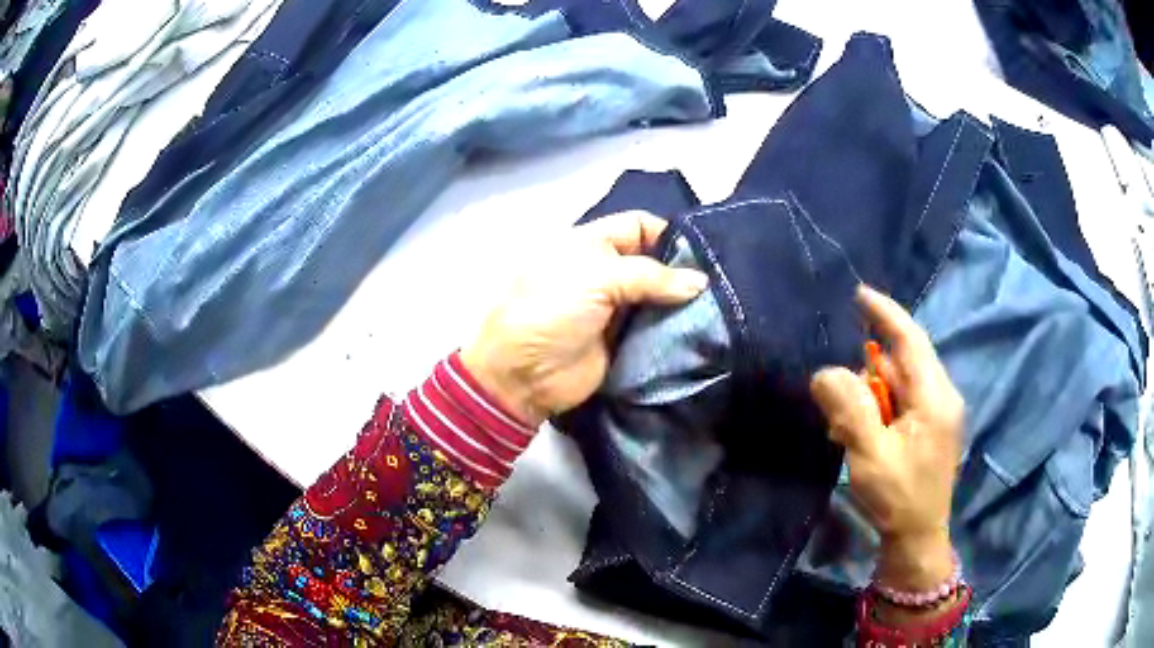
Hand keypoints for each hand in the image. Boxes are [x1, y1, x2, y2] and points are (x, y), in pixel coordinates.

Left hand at [461, 211, 708, 428]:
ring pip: (658, 297)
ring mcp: (615, 308)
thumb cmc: (552, 311)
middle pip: (654, 262)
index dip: (669, 233)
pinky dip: (675, 328)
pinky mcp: (623, 340)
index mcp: (591, 244)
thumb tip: (701, 283)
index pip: (638, 225)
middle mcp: (606, 271)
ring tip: (718, 308)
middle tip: (720, 284)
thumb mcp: (597, 278)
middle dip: (683, 271)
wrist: (524, 375)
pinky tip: (703, 329)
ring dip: (682, 302)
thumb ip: (651, 276)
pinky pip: (655, 328)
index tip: (704, 252)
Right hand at [810, 285, 963, 591]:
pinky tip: (864, 433)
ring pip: (902, 383)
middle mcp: (943, 397)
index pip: (911, 341)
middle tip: (838, 402)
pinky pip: (905, 401)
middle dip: (869, 371)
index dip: (886, 314)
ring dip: (872, 395)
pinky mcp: (934, 427)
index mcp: (935, 398)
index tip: (860, 294)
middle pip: (904, 362)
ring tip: (846, 428)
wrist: (919, 538)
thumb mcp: (870, 455)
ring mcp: (941, 413)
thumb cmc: (898, 498)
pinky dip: (881, 408)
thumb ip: (850, 410)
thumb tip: (825, 372)